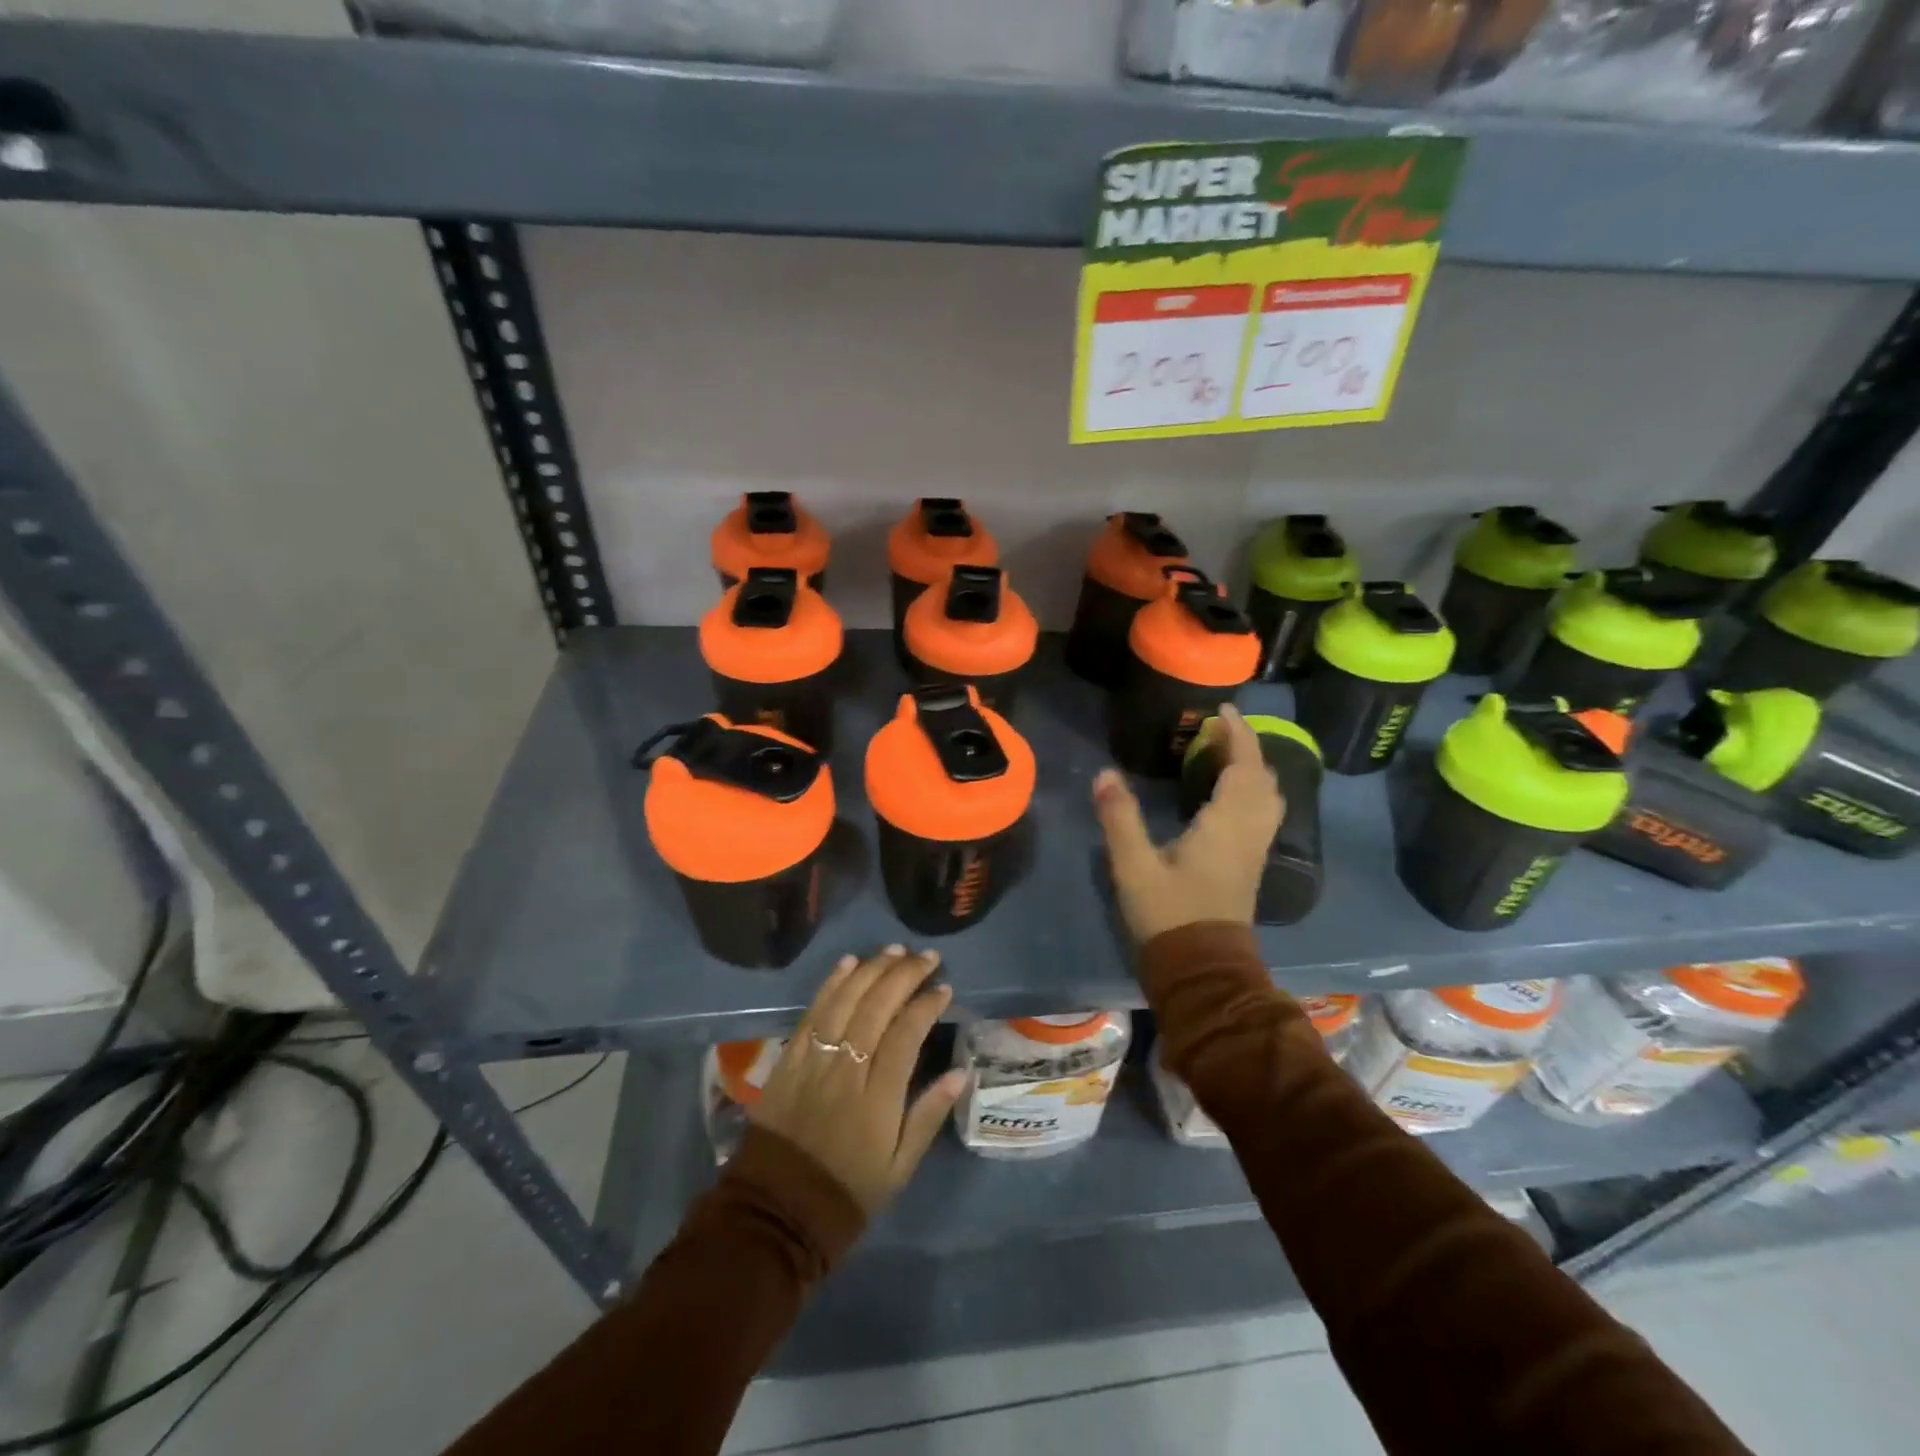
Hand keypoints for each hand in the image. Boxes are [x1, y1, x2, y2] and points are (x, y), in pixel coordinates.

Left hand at [753, 946, 966, 1213]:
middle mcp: (846, 1070)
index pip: (906, 1034)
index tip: (944, 988)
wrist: (778, 1209)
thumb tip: (959, 1073)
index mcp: (877, 1098)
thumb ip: (928, 1116)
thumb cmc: (848, 1190)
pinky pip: (813, 1011)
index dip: (927, 1005)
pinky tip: (849, 962)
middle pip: (877, 1007)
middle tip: (927, 957)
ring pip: (846, 1001)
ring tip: (895, 950)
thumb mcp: (899, 1167)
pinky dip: (832, 983)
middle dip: (905, 975)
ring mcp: (814, 1060)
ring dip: (872, 969)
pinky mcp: (789, 1058)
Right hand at [1092, 703, 1283, 944]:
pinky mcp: (1250, 867)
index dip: (1237, 734)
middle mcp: (1249, 833)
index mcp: (1226, 825)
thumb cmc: (1169, 915)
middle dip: (1247, 748)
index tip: (1222, 710)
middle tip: (1219, 730)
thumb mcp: (1135, 866)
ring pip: (1268, 799)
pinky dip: (1253, 792)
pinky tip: (1229, 796)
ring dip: (1254, 770)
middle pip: (1263, 779)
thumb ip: (1119, 817)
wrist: (1202, 970)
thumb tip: (1104, 774)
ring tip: (1226, 756)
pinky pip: (1263, 815)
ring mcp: (1255, 852)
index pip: (1243, 767)